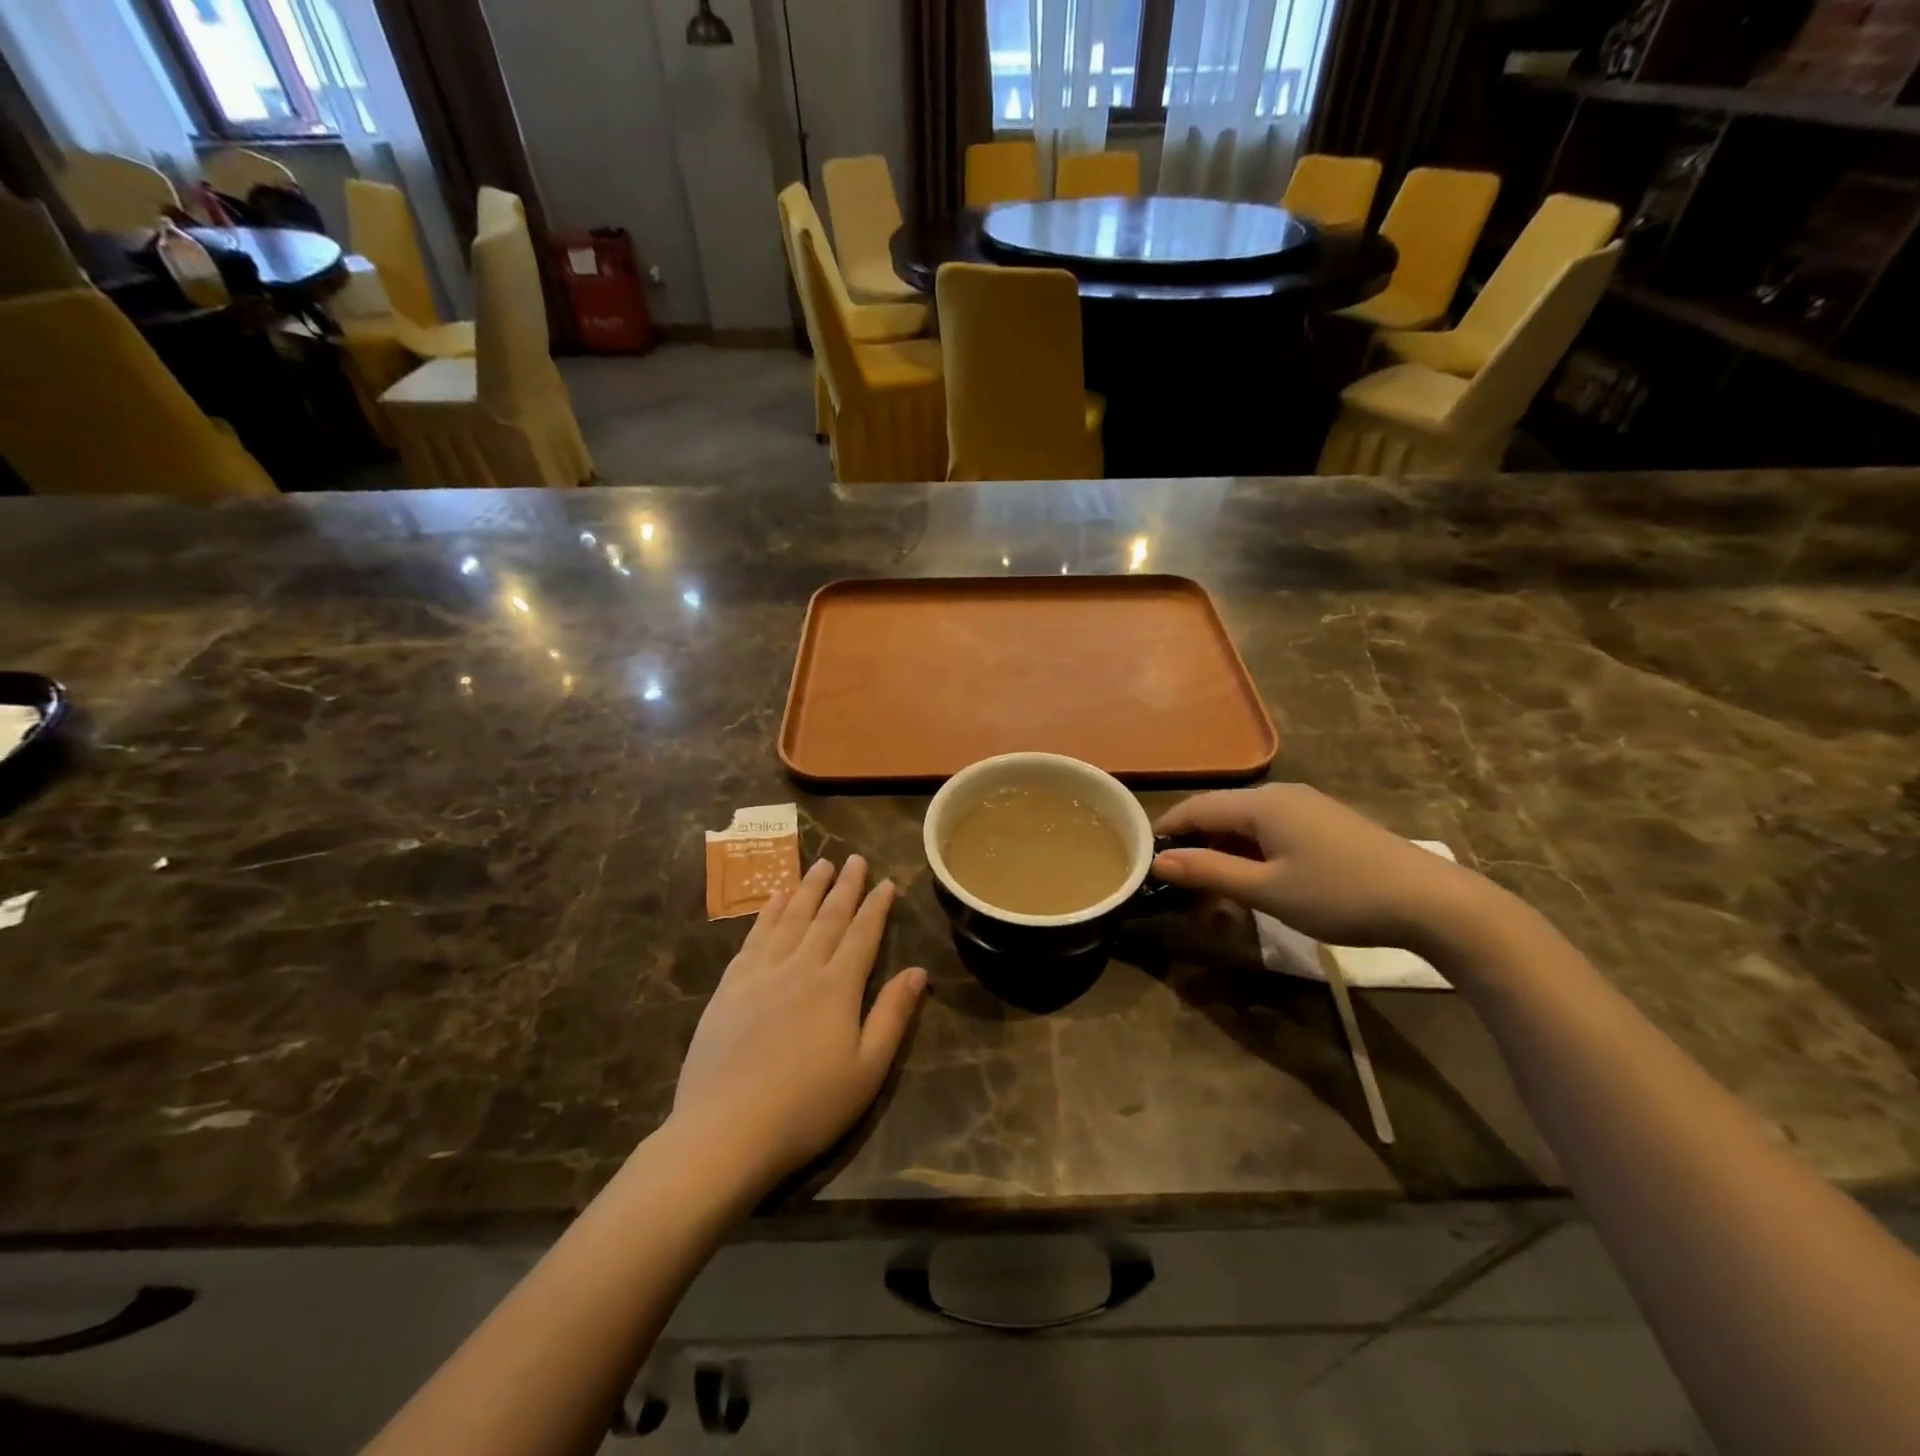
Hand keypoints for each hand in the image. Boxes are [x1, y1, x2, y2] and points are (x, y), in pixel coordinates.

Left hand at [672, 856, 926, 1193]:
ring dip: (808, 889)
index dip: (876, 907)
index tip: (886, 882)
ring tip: (820, 865)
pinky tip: (776, 898)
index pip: (862, 935)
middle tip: (854, 858)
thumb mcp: (867, 1070)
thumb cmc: (807, 1107)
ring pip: (791, 918)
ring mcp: (761, 974)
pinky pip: (755, 936)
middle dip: (844, 886)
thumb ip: (892, 1015)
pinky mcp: (730, 986)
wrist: (725, 1130)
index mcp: (837, 987)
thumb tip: (917, 971)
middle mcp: (800, 968)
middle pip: (827, 917)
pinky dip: (769, 912)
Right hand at [1153, 785, 1501, 953]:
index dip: (1165, 832)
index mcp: (1260, 803)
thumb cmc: (1339, 895)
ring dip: (1222, 850)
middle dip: (1193, 844)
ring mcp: (1305, 806)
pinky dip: (1250, 851)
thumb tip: (1158, 862)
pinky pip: (1270, 829)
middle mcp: (1279, 794)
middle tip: (1175, 883)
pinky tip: (1253, 879)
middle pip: (1219, 812)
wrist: (1430, 902)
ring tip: (1210, 888)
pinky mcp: (1324, 822)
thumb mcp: (1267, 890)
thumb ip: (1209, 872)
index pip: (1194, 808)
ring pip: (1245, 822)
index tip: (1143, 861)